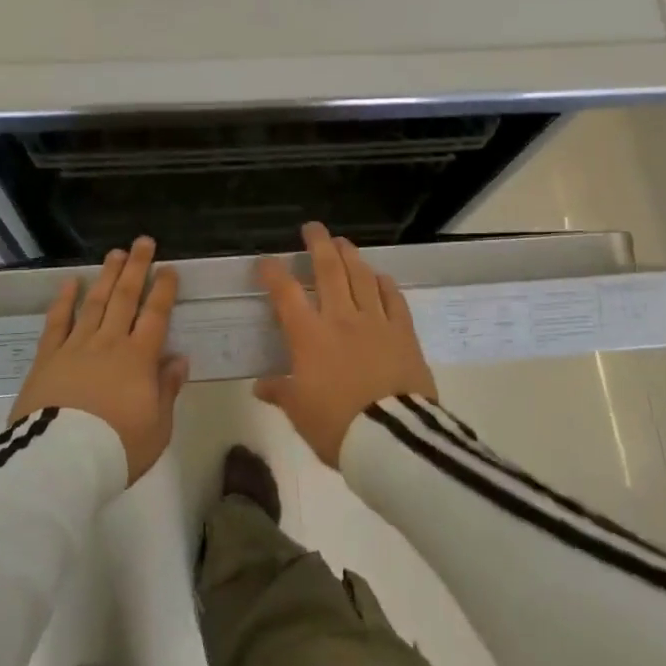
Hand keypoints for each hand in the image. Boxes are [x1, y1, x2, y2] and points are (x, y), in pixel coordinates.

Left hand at [8, 237, 187, 483]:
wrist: (62, 462)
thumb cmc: (118, 448)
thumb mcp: (158, 427)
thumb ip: (167, 389)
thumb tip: (178, 359)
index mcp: (139, 359)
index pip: (155, 315)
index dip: (163, 290)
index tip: (168, 268)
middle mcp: (109, 343)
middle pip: (125, 298)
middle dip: (136, 268)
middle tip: (142, 242)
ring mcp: (76, 346)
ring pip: (95, 303)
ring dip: (106, 276)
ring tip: (114, 253)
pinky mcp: (48, 357)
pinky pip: (57, 322)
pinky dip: (64, 300)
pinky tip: (70, 283)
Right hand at [256, 222, 437, 466]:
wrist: (392, 438)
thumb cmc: (337, 425)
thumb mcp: (299, 413)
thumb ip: (281, 392)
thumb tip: (262, 386)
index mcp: (309, 336)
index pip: (286, 293)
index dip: (274, 273)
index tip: (266, 261)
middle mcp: (341, 318)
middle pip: (328, 270)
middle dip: (318, 244)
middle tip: (313, 228)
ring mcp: (375, 322)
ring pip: (361, 277)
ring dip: (350, 256)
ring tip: (343, 243)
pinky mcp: (404, 332)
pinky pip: (393, 299)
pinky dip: (384, 284)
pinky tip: (380, 277)